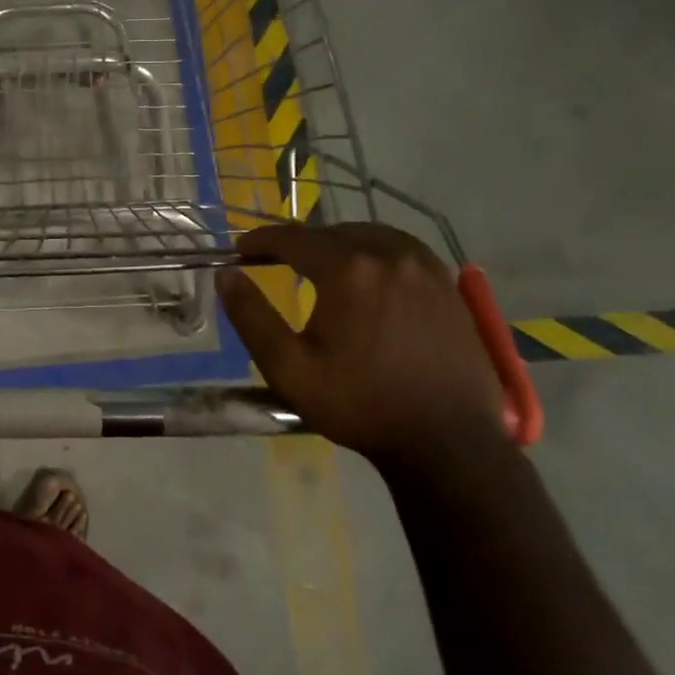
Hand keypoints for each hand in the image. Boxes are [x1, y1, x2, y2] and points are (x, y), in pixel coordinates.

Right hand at [215, 222, 508, 467]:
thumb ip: (251, 317)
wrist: (447, 442)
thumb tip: (226, 275)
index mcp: (348, 271)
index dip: (261, 240)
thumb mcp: (288, 369)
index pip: (293, 238)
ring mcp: (426, 268)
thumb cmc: (360, 405)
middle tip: (277, 262)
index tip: (241, 251)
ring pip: (371, 235)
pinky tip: (370, 275)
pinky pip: (404, 249)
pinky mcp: (449, 286)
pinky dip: (377, 251)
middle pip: (333, 232)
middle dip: (300, 243)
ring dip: (340, 243)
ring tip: (322, 265)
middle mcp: (389, 255)